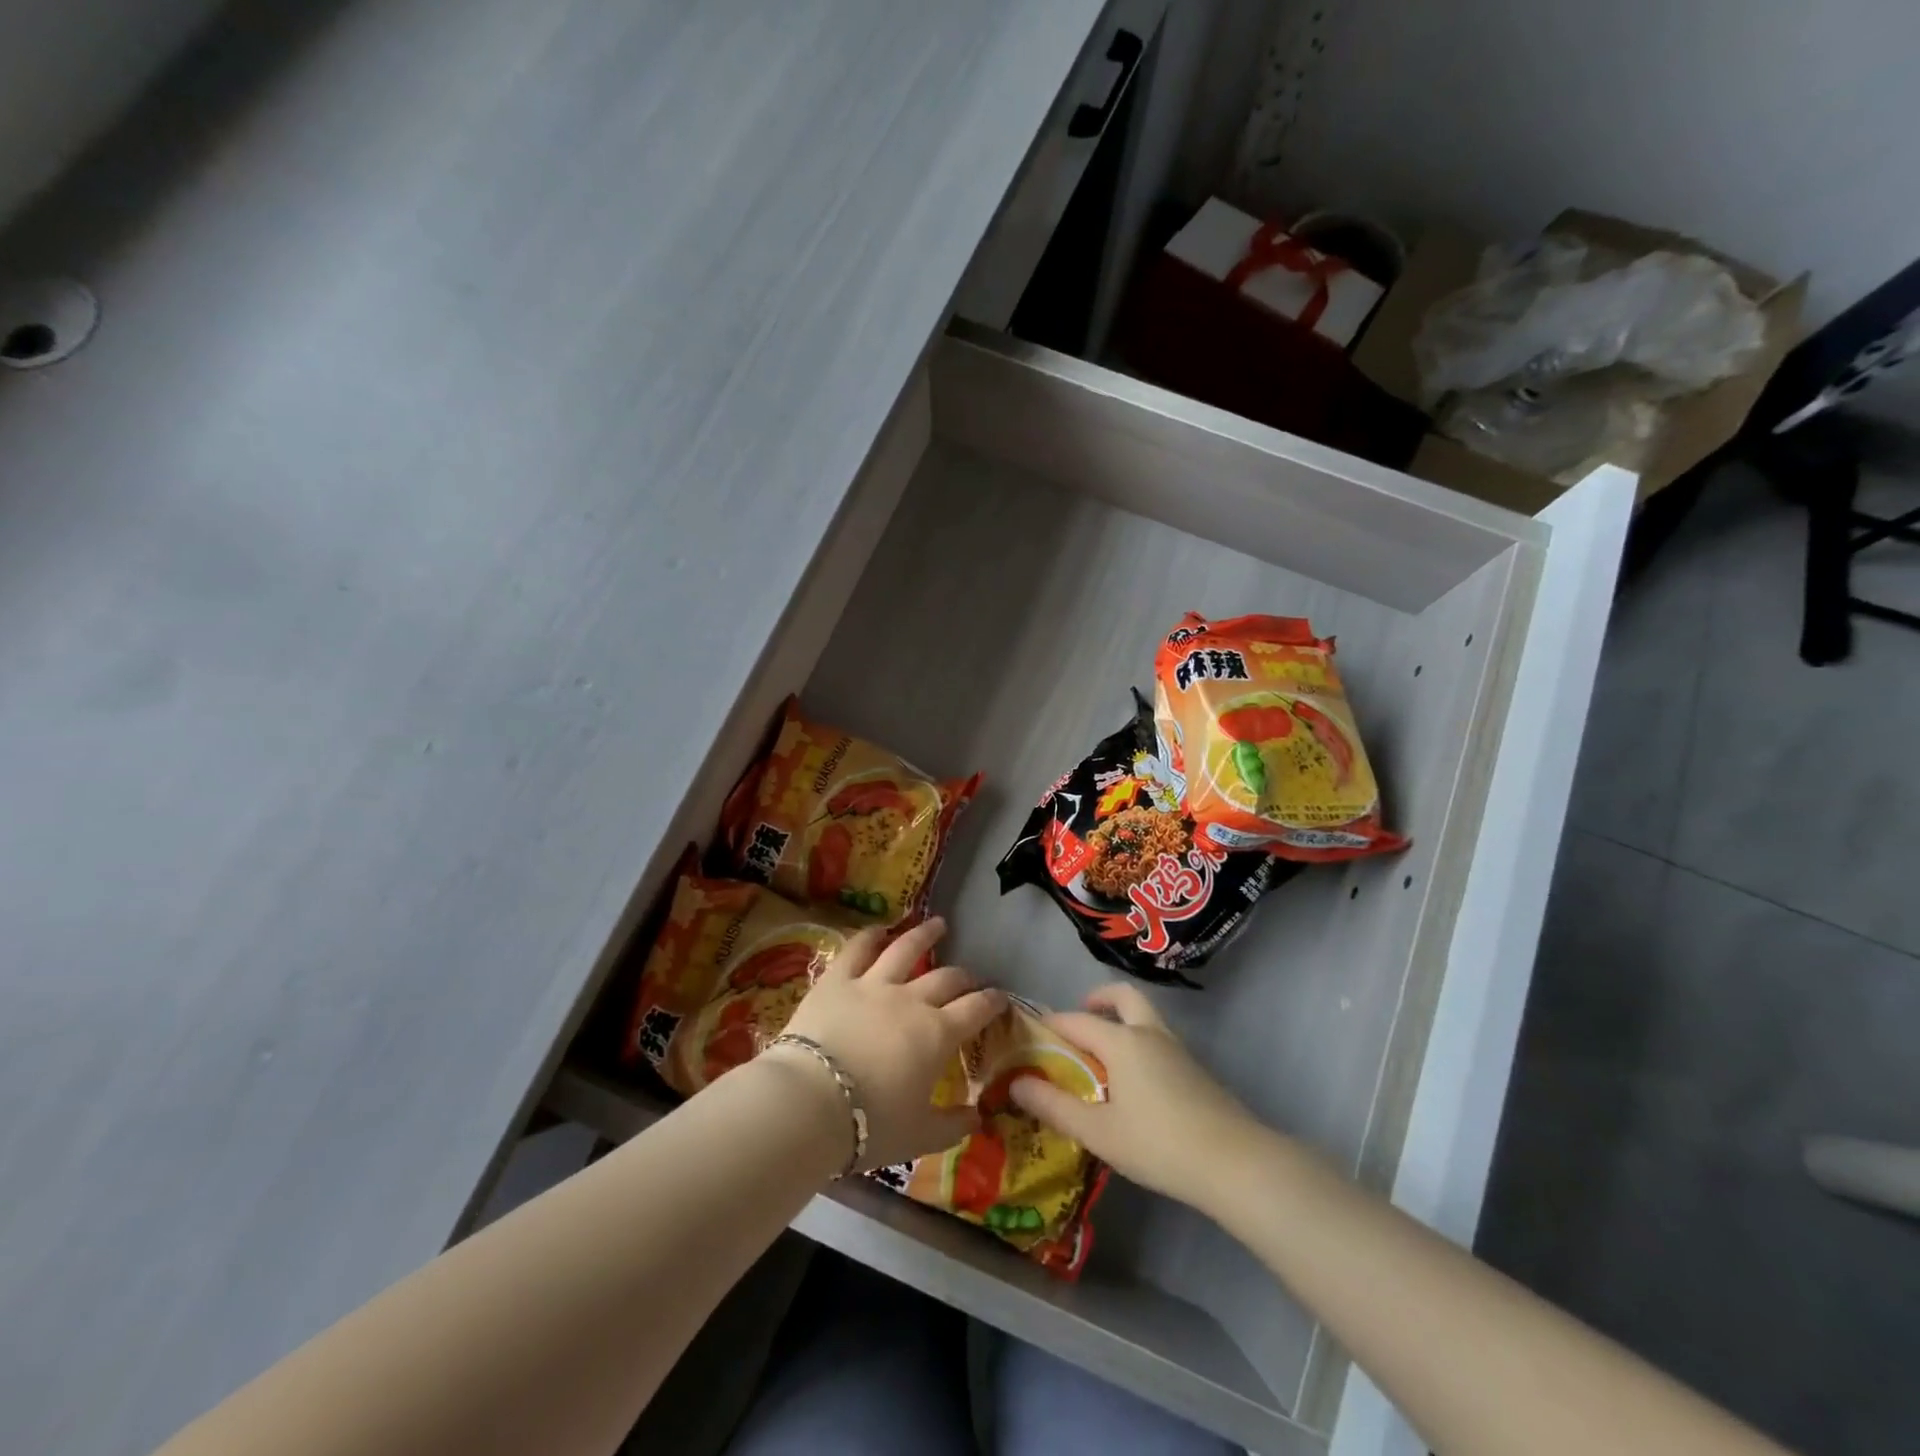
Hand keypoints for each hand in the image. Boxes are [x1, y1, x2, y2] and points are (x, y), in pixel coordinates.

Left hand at [776, 918, 1005, 1169]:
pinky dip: (870, 936)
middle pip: (946, 979)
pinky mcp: (837, 980)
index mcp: (937, 1035)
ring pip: (906, 949)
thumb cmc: (870, 1125)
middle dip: (963, 977)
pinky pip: (857, 950)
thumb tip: (977, 1116)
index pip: (975, 1010)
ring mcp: (874, 984)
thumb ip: (952, 1126)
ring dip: (925, 935)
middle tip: (969, 978)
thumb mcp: (919, 1136)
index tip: (1000, 998)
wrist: (810, 1103)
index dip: (992, 1002)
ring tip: (938, 924)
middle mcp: (911, 1000)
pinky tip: (879, 929)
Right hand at [1010, 983, 1261, 1209]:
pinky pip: (1158, 1040)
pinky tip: (1134, 1084)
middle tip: (1081, 1018)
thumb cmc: (1158, 1144)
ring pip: (1145, 1017)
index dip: (1050, 1025)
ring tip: (1102, 1057)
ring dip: (1122, 1021)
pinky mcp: (1195, 1070)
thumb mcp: (1098, 1131)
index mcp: (1121, 1041)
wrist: (1235, 1163)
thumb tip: (1015, 1083)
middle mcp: (1148, 1033)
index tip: (1031, 1036)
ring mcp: (1177, 1050)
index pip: (1076, 1020)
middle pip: (1123, 997)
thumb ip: (1054, 1106)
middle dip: (1098, 1000)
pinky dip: (1139, 1044)